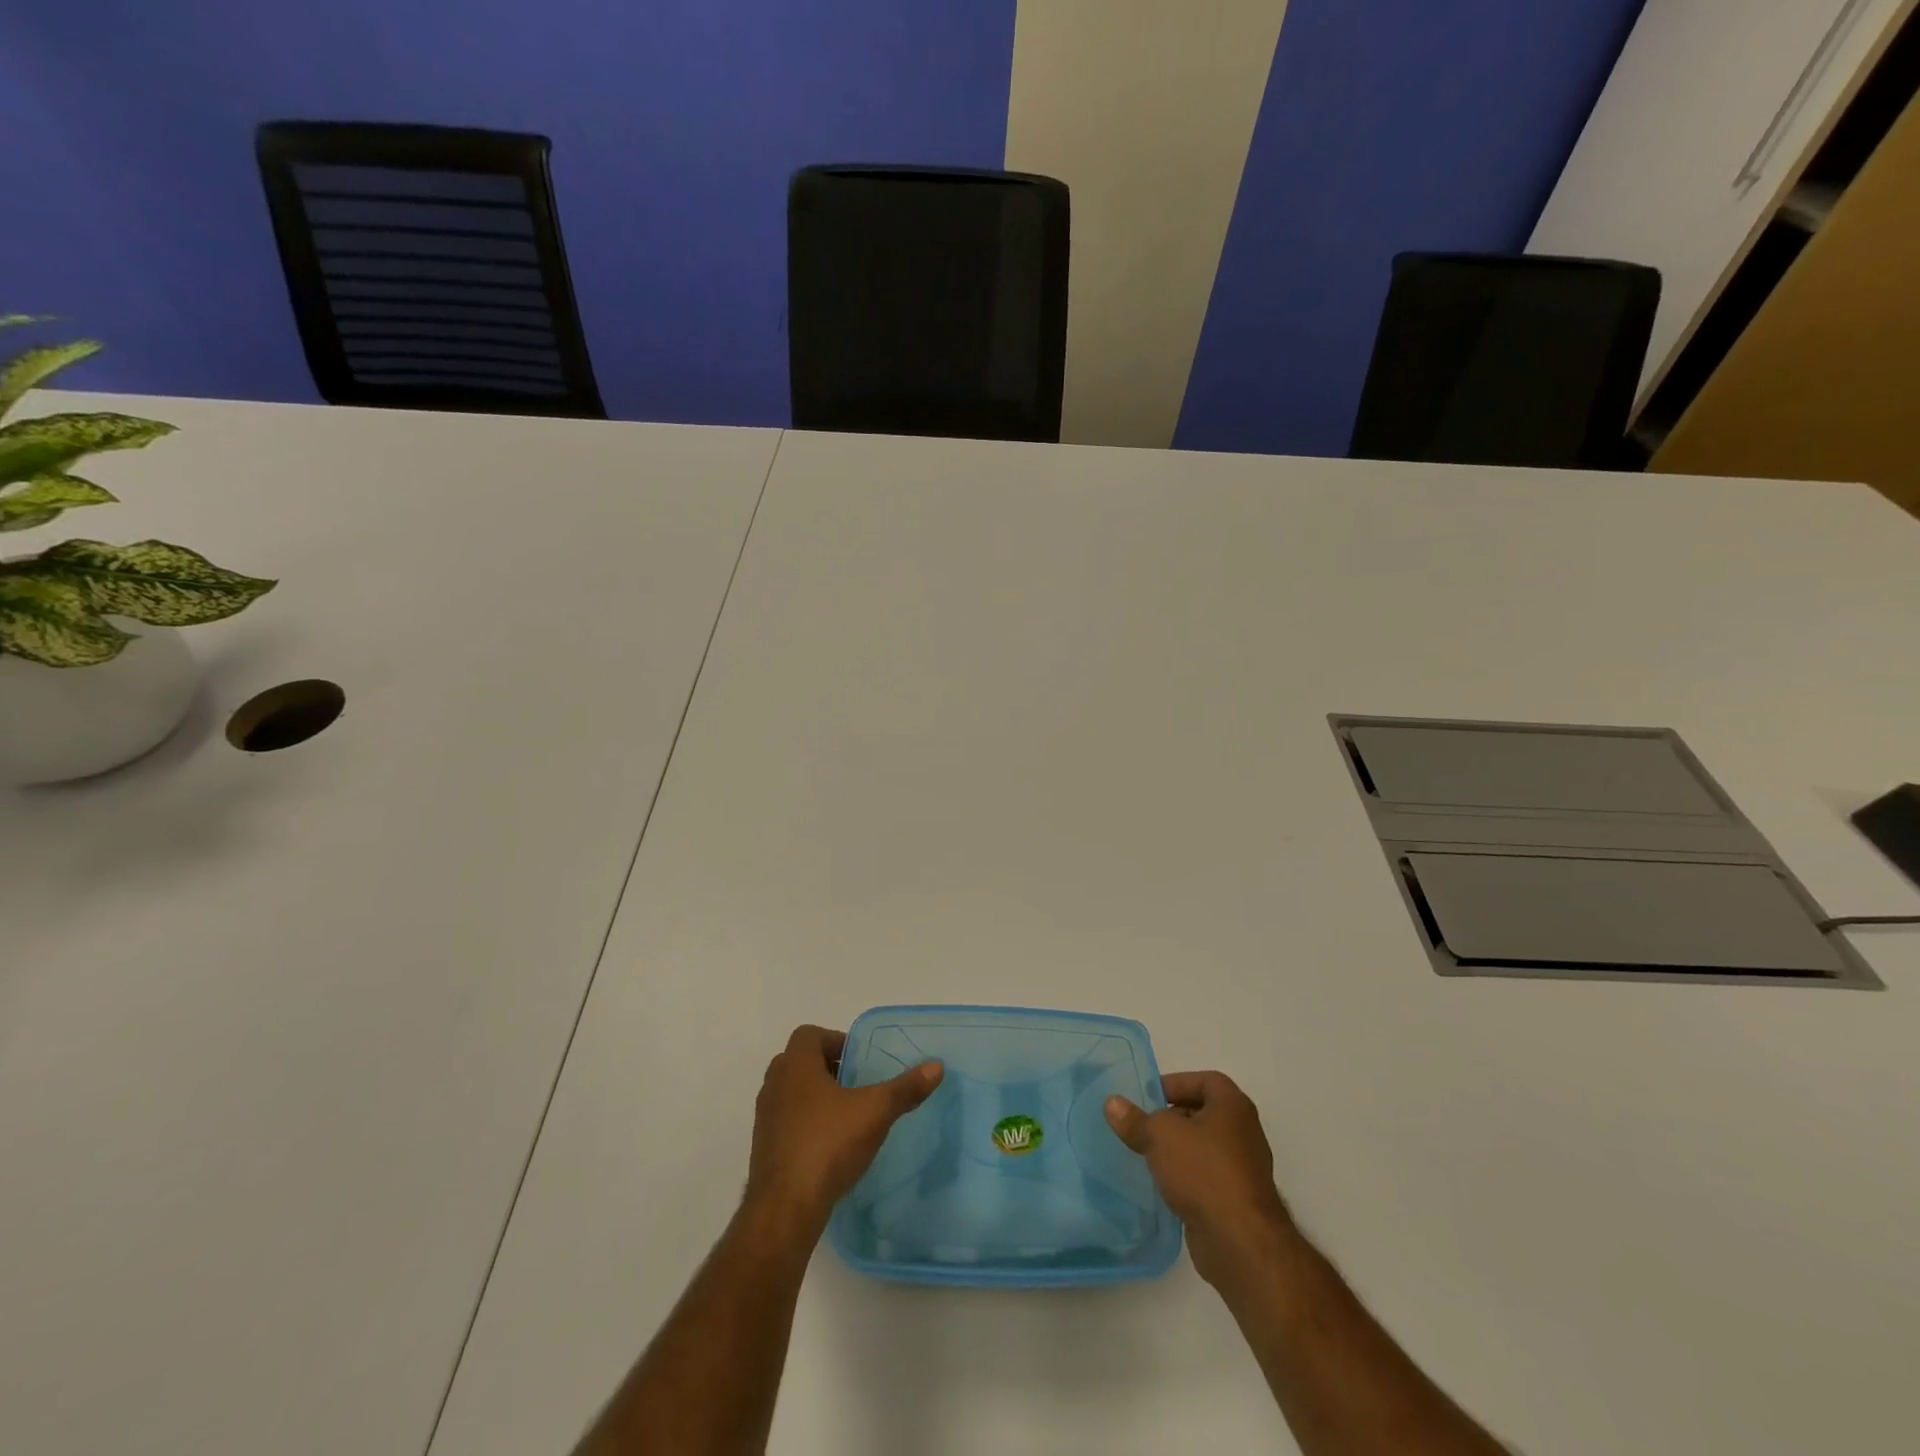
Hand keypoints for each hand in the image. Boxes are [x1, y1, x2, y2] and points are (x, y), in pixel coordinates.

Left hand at [745, 1025, 943, 1233]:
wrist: (784, 1208)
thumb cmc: (828, 1144)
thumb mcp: (875, 1112)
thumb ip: (905, 1088)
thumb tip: (937, 1066)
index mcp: (796, 1066)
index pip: (808, 1034)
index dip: (834, 1040)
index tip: (858, 1061)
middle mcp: (775, 1085)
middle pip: (798, 1061)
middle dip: (826, 1068)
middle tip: (855, 1085)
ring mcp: (765, 1118)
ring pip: (790, 1093)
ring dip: (814, 1097)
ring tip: (845, 1116)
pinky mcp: (764, 1149)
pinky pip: (785, 1123)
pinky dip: (805, 1125)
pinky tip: (829, 1146)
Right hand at [1106, 1071, 1293, 1284]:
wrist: (1240, 1241)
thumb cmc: (1203, 1171)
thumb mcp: (1160, 1136)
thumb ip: (1135, 1119)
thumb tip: (1112, 1103)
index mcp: (1233, 1106)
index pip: (1205, 1080)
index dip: (1176, 1084)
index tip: (1149, 1098)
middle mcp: (1244, 1132)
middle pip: (1204, 1113)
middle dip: (1173, 1117)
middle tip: (1144, 1125)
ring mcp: (1243, 1168)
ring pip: (1205, 1147)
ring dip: (1179, 1149)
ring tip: (1148, 1154)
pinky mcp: (1237, 1200)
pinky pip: (1208, 1176)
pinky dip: (1188, 1177)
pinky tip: (1164, 1185)